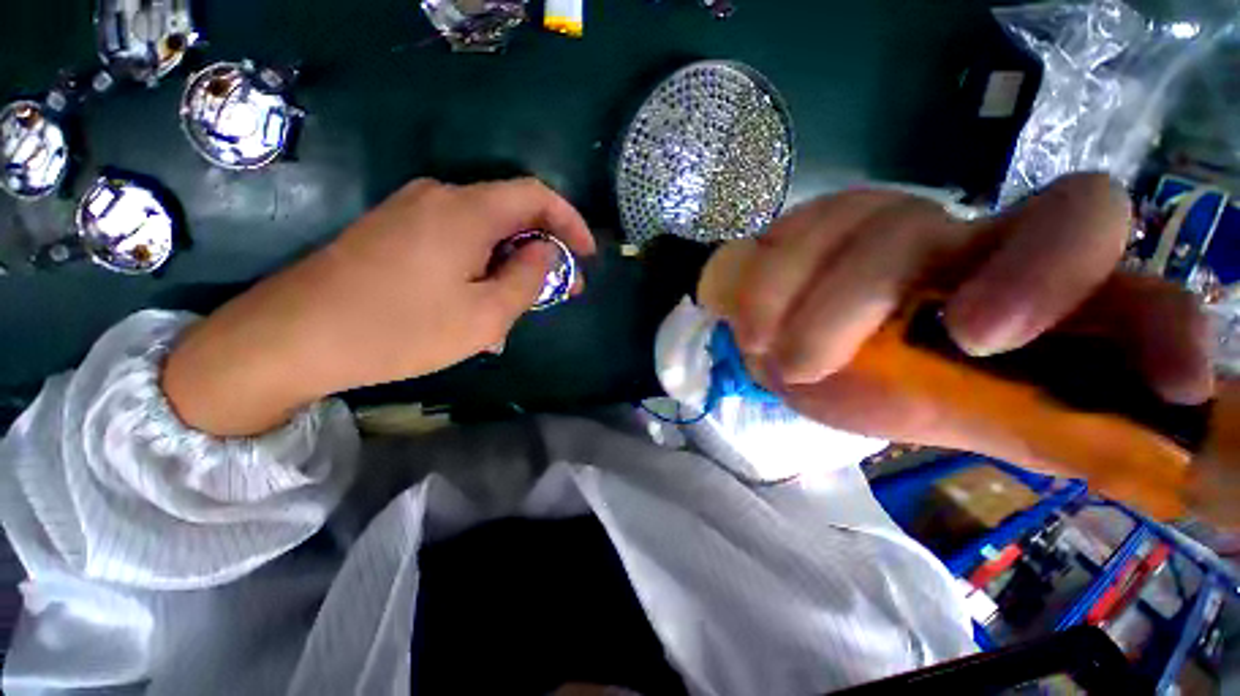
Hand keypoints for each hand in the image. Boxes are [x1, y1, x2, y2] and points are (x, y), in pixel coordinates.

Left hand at [164, 178, 594, 435]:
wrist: (293, 337)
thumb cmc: (401, 329)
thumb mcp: (486, 315)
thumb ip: (527, 278)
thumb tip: (544, 251)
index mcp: (467, 210)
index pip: (537, 195)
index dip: (570, 222)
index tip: (587, 256)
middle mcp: (440, 197)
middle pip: (511, 214)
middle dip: (542, 250)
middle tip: (557, 291)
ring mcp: (411, 211)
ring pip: (484, 232)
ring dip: (510, 264)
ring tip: (516, 308)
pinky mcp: (393, 230)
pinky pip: (455, 240)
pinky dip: (480, 266)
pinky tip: (476, 302)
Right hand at [702, 173, 1214, 459]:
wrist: (782, 344)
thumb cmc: (872, 387)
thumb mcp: (953, 416)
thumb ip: (1039, 424)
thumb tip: (1148, 460)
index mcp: (1036, 297)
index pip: (1138, 281)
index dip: (1160, 316)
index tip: (1175, 382)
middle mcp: (974, 237)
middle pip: (1039, 226)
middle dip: (1017, 285)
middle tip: (950, 342)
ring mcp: (885, 217)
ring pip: (879, 237)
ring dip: (823, 313)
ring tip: (782, 361)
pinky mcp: (812, 220)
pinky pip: (791, 240)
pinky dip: (769, 291)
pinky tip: (756, 329)